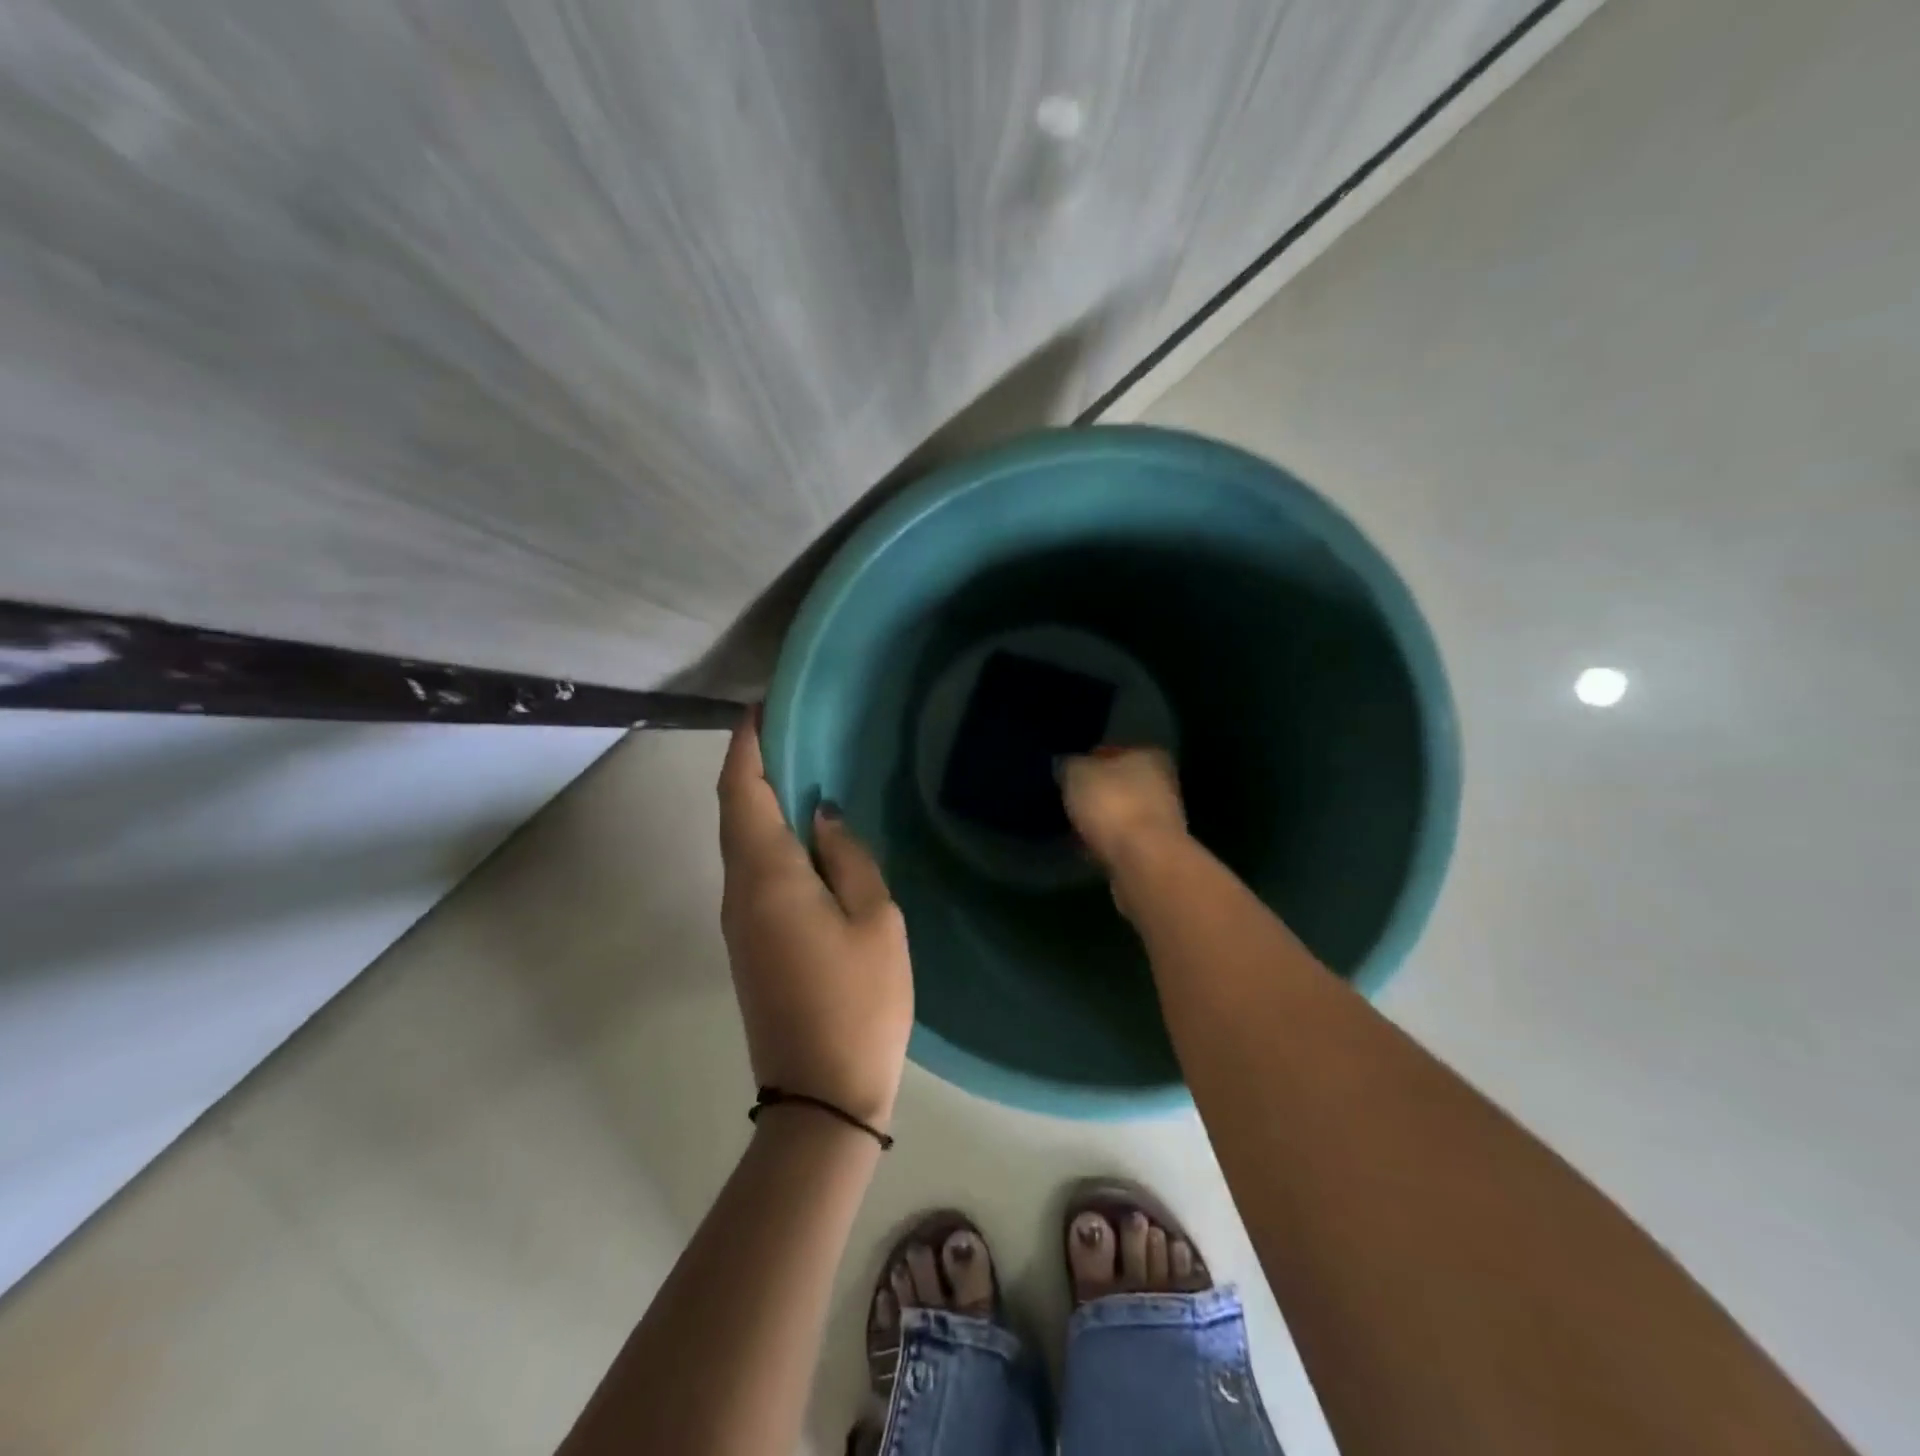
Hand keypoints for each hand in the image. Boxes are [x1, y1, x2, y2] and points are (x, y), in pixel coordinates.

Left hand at [717, 711, 913, 1130]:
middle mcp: (739, 890)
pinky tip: (805, 830)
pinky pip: (752, 869)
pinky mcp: (750, 942)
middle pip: (734, 811)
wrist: (820, 1097)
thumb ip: (847, 856)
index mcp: (766, 875)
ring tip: (804, 768)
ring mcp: (738, 920)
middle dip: (753, 764)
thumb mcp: (875, 919)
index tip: (763, 707)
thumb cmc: (859, 1001)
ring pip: (741, 841)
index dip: (746, 744)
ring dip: (761, 799)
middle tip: (794, 730)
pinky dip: (769, 835)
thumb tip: (820, 815)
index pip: (741, 790)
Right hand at [1060, 745, 1188, 871]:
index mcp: (1148, 754)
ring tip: (1072, 827)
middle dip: (1096, 792)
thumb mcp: (1076, 773)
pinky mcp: (1155, 850)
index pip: (1112, 751)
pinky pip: (1121, 840)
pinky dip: (1106, 842)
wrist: (1144, 862)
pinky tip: (1085, 848)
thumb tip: (1065, 765)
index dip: (1087, 761)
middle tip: (1067, 801)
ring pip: (1121, 813)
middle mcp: (1161, 782)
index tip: (1066, 775)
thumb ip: (1069, 764)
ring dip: (1101, 820)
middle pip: (1119, 783)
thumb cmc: (1112, 804)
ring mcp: (1161, 819)